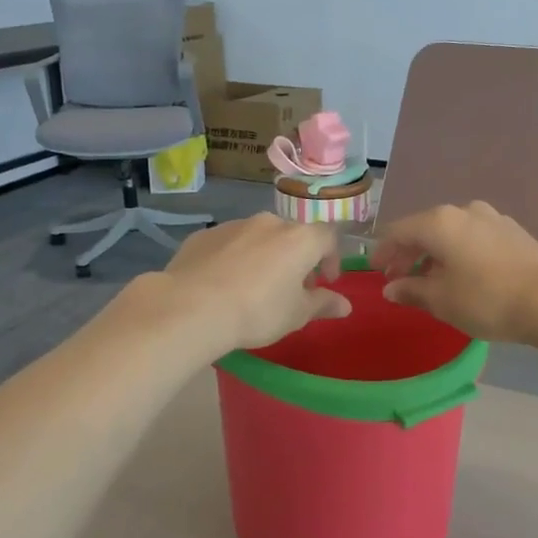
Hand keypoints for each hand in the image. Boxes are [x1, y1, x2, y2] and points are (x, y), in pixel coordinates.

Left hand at [160, 214, 349, 352]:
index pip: (328, 237)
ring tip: (255, 287)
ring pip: (259, 237)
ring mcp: (234, 225)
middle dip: (297, 259)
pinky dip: (234, 258)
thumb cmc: (257, 311)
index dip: (331, 259)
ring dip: (265, 256)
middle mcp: (269, 223)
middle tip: (291, 288)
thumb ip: (323, 304)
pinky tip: (224, 283)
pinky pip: (229, 244)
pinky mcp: (204, 235)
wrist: (192, 307)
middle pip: (292, 235)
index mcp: (300, 239)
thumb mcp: (296, 314)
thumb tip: (345, 305)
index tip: (325, 283)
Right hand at [370, 202, 537, 344]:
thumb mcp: (441, 300)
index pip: (398, 231)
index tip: (376, 272)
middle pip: (425, 229)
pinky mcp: (514, 232)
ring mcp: (493, 218)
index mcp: (439, 221)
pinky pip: (474, 239)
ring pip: (452, 233)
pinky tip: (463, 276)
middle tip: (399, 279)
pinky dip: (460, 254)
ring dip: (436, 255)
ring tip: (432, 281)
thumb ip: (411, 290)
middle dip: (409, 254)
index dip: (383, 252)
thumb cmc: (487, 299)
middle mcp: (464, 210)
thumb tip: (391, 287)